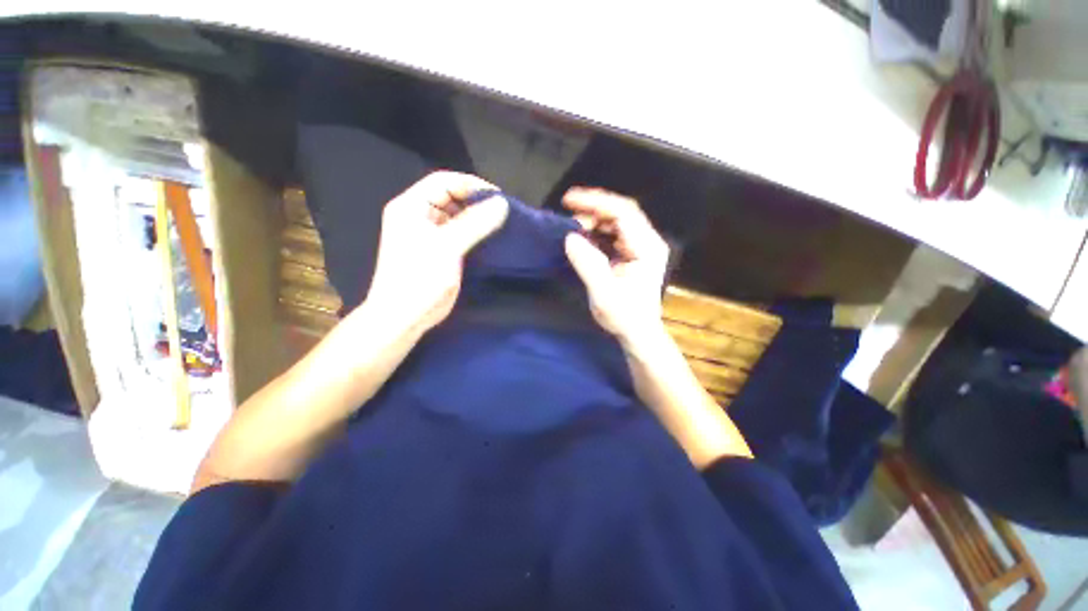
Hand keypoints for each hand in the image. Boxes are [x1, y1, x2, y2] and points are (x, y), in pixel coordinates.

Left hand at [362, 171, 507, 335]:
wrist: (403, 317)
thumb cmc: (420, 279)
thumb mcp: (448, 247)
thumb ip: (475, 223)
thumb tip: (502, 203)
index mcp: (411, 206)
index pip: (443, 182)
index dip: (471, 185)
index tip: (498, 197)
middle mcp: (418, 215)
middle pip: (450, 197)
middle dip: (476, 201)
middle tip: (502, 212)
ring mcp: (428, 233)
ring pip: (456, 215)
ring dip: (477, 218)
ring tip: (500, 224)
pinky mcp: (439, 249)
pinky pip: (459, 233)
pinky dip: (474, 232)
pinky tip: (490, 238)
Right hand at [562, 187, 669, 343]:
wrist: (637, 332)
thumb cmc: (624, 316)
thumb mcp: (603, 293)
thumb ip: (588, 263)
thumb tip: (570, 237)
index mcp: (647, 248)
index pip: (623, 213)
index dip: (596, 202)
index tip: (570, 200)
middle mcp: (647, 241)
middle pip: (621, 211)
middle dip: (593, 207)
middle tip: (568, 212)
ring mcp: (641, 245)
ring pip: (617, 219)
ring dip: (594, 218)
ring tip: (573, 224)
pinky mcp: (632, 251)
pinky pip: (613, 231)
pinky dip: (596, 229)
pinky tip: (583, 233)